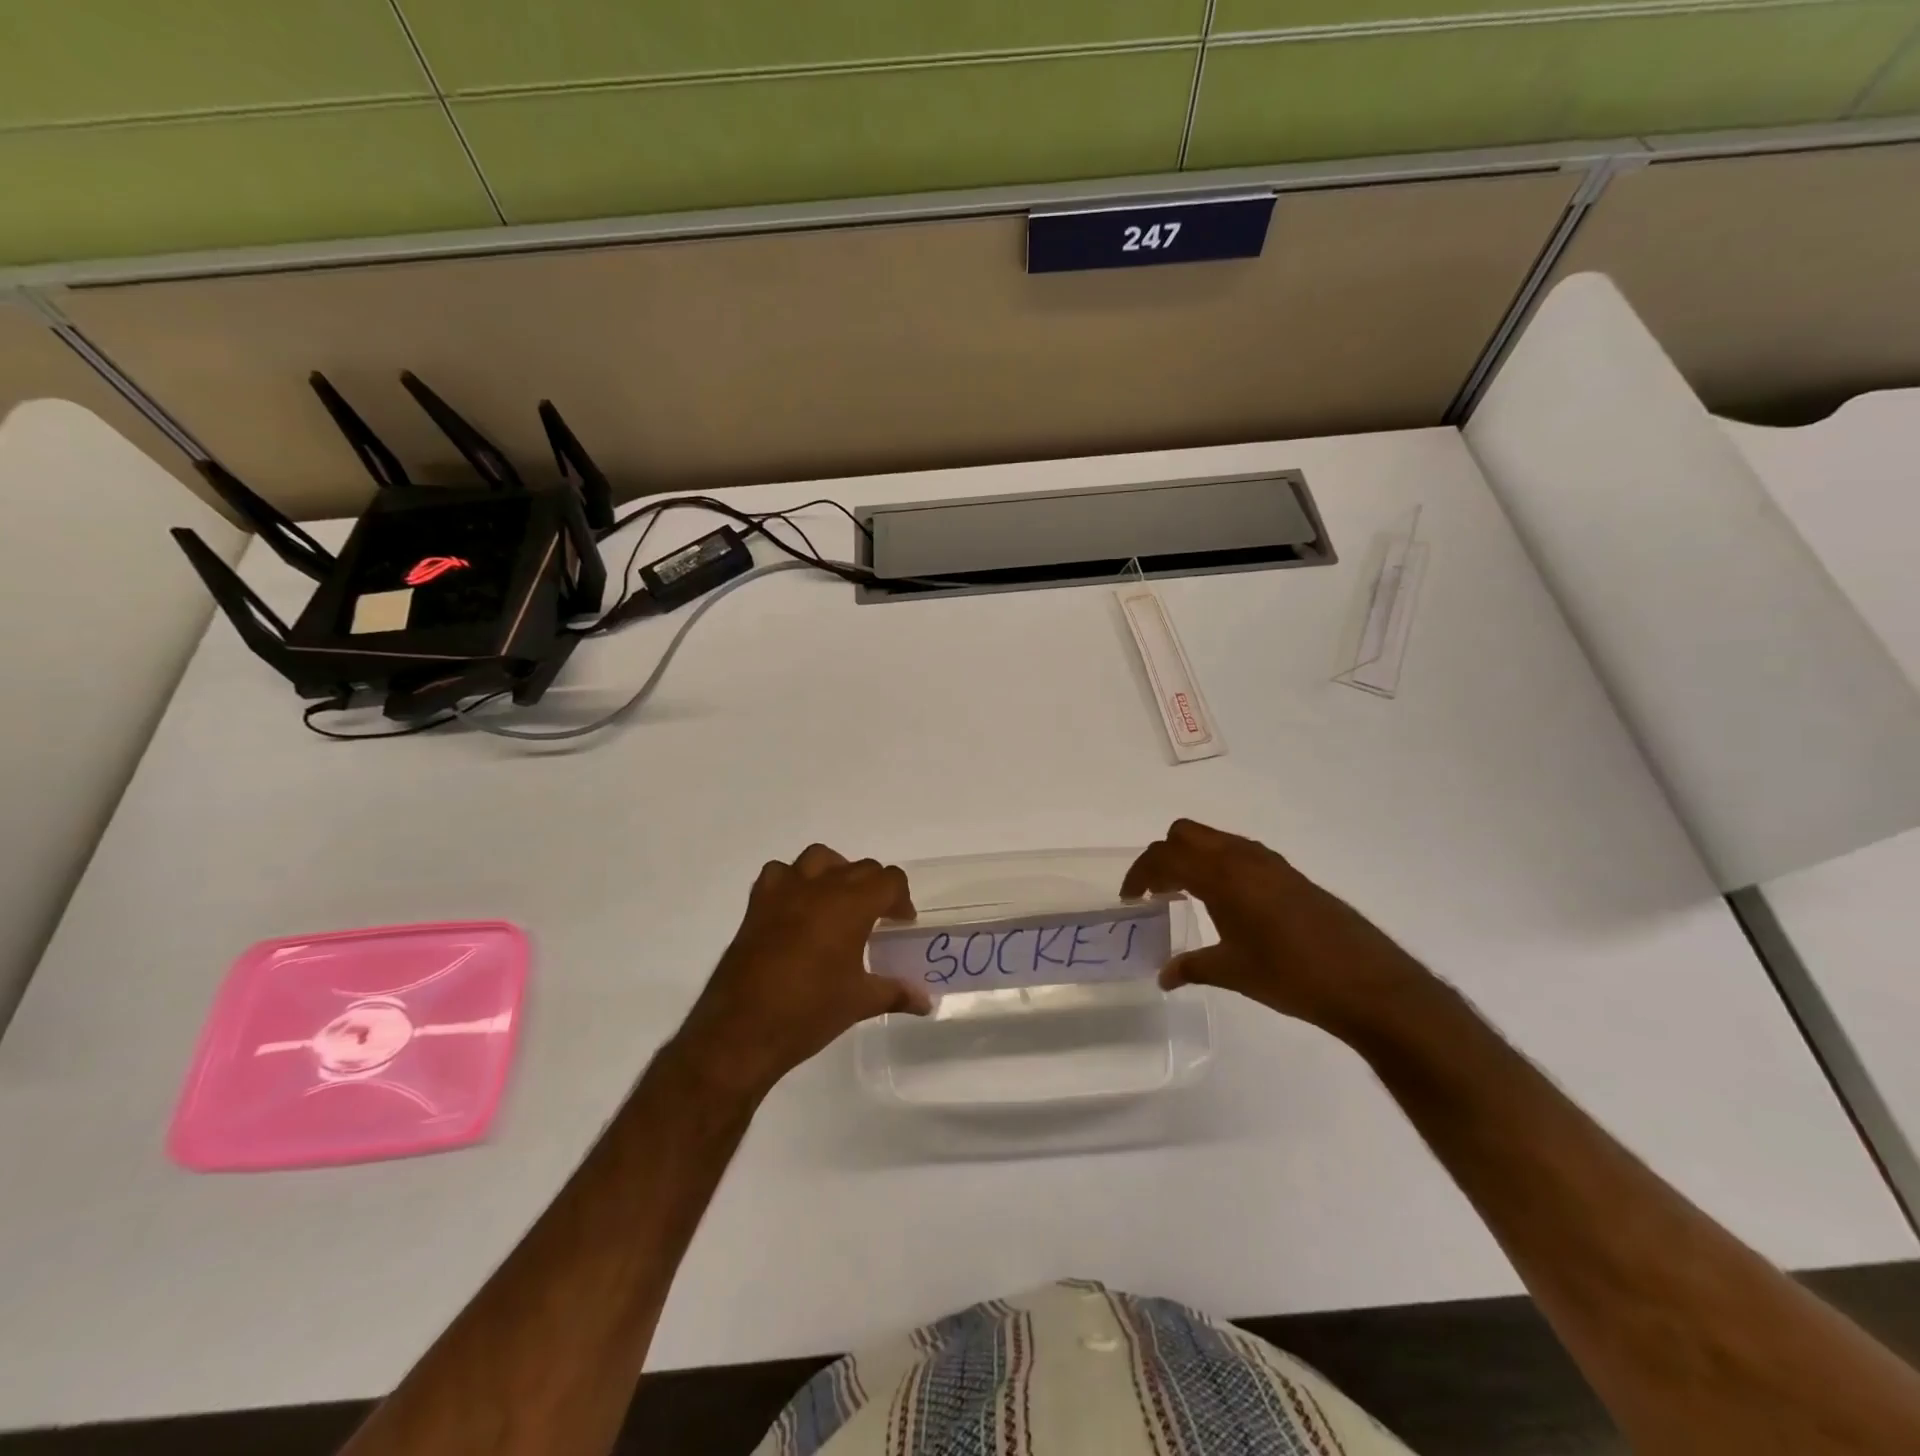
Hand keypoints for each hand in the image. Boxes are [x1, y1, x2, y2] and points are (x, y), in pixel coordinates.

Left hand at [671, 845, 928, 1100]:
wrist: (742, 1030)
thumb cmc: (809, 1013)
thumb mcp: (860, 1002)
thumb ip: (896, 993)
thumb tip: (927, 1002)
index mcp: (851, 905)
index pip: (889, 880)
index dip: (900, 899)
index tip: (900, 923)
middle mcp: (820, 887)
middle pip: (859, 868)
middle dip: (874, 888)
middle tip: (876, 920)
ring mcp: (784, 892)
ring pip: (819, 859)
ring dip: (835, 872)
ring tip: (838, 903)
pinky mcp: (757, 905)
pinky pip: (779, 873)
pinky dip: (793, 881)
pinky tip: (797, 909)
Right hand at [1122, 819, 1431, 1039]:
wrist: (1367, 983)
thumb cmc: (1290, 975)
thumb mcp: (1232, 972)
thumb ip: (1191, 967)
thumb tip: (1164, 976)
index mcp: (1221, 876)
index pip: (1164, 857)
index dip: (1139, 873)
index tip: (1130, 899)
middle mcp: (1242, 857)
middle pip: (1185, 833)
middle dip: (1163, 856)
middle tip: (1156, 891)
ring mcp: (1269, 862)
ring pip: (1214, 839)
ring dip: (1192, 858)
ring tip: (1186, 896)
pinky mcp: (1289, 874)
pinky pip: (1239, 853)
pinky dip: (1218, 865)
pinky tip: (1226, 903)